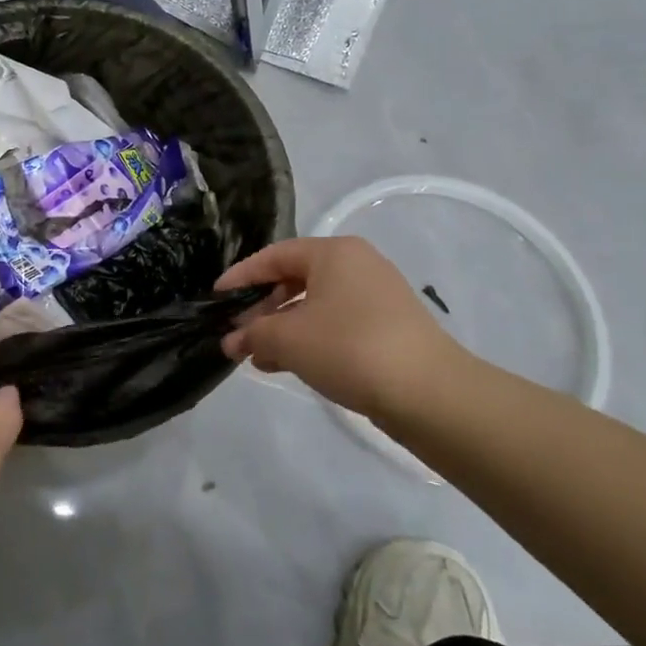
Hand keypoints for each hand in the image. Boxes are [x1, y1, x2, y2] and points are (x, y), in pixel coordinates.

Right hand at [216, 237, 470, 417]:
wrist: (429, 393)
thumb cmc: (349, 347)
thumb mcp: (288, 338)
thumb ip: (253, 334)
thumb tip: (232, 340)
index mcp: (334, 252)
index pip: (274, 256)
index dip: (241, 276)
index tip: (216, 298)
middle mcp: (357, 265)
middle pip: (295, 280)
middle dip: (261, 309)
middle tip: (236, 334)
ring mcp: (376, 297)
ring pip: (315, 306)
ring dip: (282, 329)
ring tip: (256, 357)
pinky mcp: (388, 328)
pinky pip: (336, 325)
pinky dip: (309, 340)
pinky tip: (289, 365)